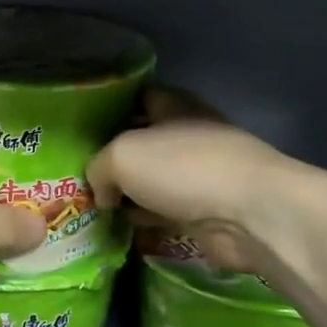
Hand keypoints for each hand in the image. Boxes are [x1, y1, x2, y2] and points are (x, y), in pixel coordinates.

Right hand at [87, 89, 321, 276]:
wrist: (250, 214)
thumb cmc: (184, 167)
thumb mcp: (122, 155)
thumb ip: (98, 168)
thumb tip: (101, 192)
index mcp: (173, 106)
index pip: (136, 97)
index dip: (108, 108)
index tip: (80, 126)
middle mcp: (187, 135)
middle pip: (142, 141)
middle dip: (114, 156)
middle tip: (77, 172)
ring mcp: (199, 175)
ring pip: (152, 180)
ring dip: (128, 193)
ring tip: (90, 205)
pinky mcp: (206, 212)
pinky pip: (165, 212)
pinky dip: (145, 220)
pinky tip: (118, 229)